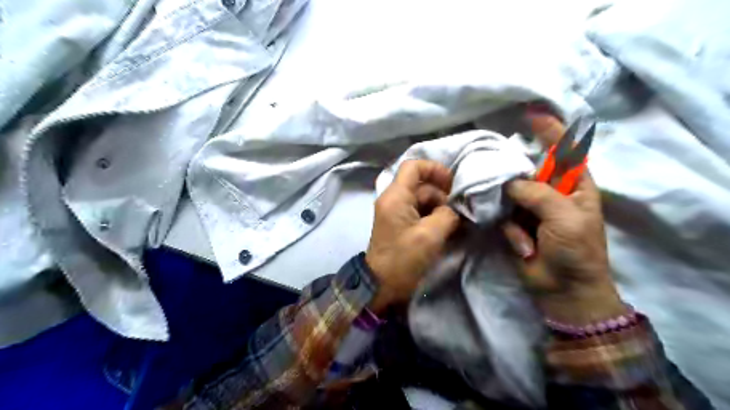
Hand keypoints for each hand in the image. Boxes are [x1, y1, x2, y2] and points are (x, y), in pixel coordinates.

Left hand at [369, 160, 457, 313]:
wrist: (381, 285)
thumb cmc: (403, 258)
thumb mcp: (430, 235)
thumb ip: (447, 215)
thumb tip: (452, 211)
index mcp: (396, 196)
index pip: (413, 166)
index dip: (435, 169)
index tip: (452, 185)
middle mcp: (393, 199)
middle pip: (421, 185)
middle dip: (442, 195)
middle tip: (457, 213)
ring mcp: (395, 212)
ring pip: (422, 199)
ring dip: (439, 208)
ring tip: (454, 225)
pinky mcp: (399, 224)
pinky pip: (418, 212)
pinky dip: (432, 217)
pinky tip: (446, 230)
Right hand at [506, 109, 623, 325]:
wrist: (563, 290)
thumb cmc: (576, 251)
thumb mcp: (566, 217)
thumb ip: (538, 194)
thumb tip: (509, 183)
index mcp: (573, 186)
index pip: (563, 150)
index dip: (549, 130)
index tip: (530, 113)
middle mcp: (549, 193)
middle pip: (528, 169)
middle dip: (513, 165)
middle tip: (494, 162)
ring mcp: (529, 209)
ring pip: (510, 190)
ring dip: (505, 197)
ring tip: (514, 219)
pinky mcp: (513, 224)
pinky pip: (502, 213)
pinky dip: (506, 224)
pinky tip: (521, 244)